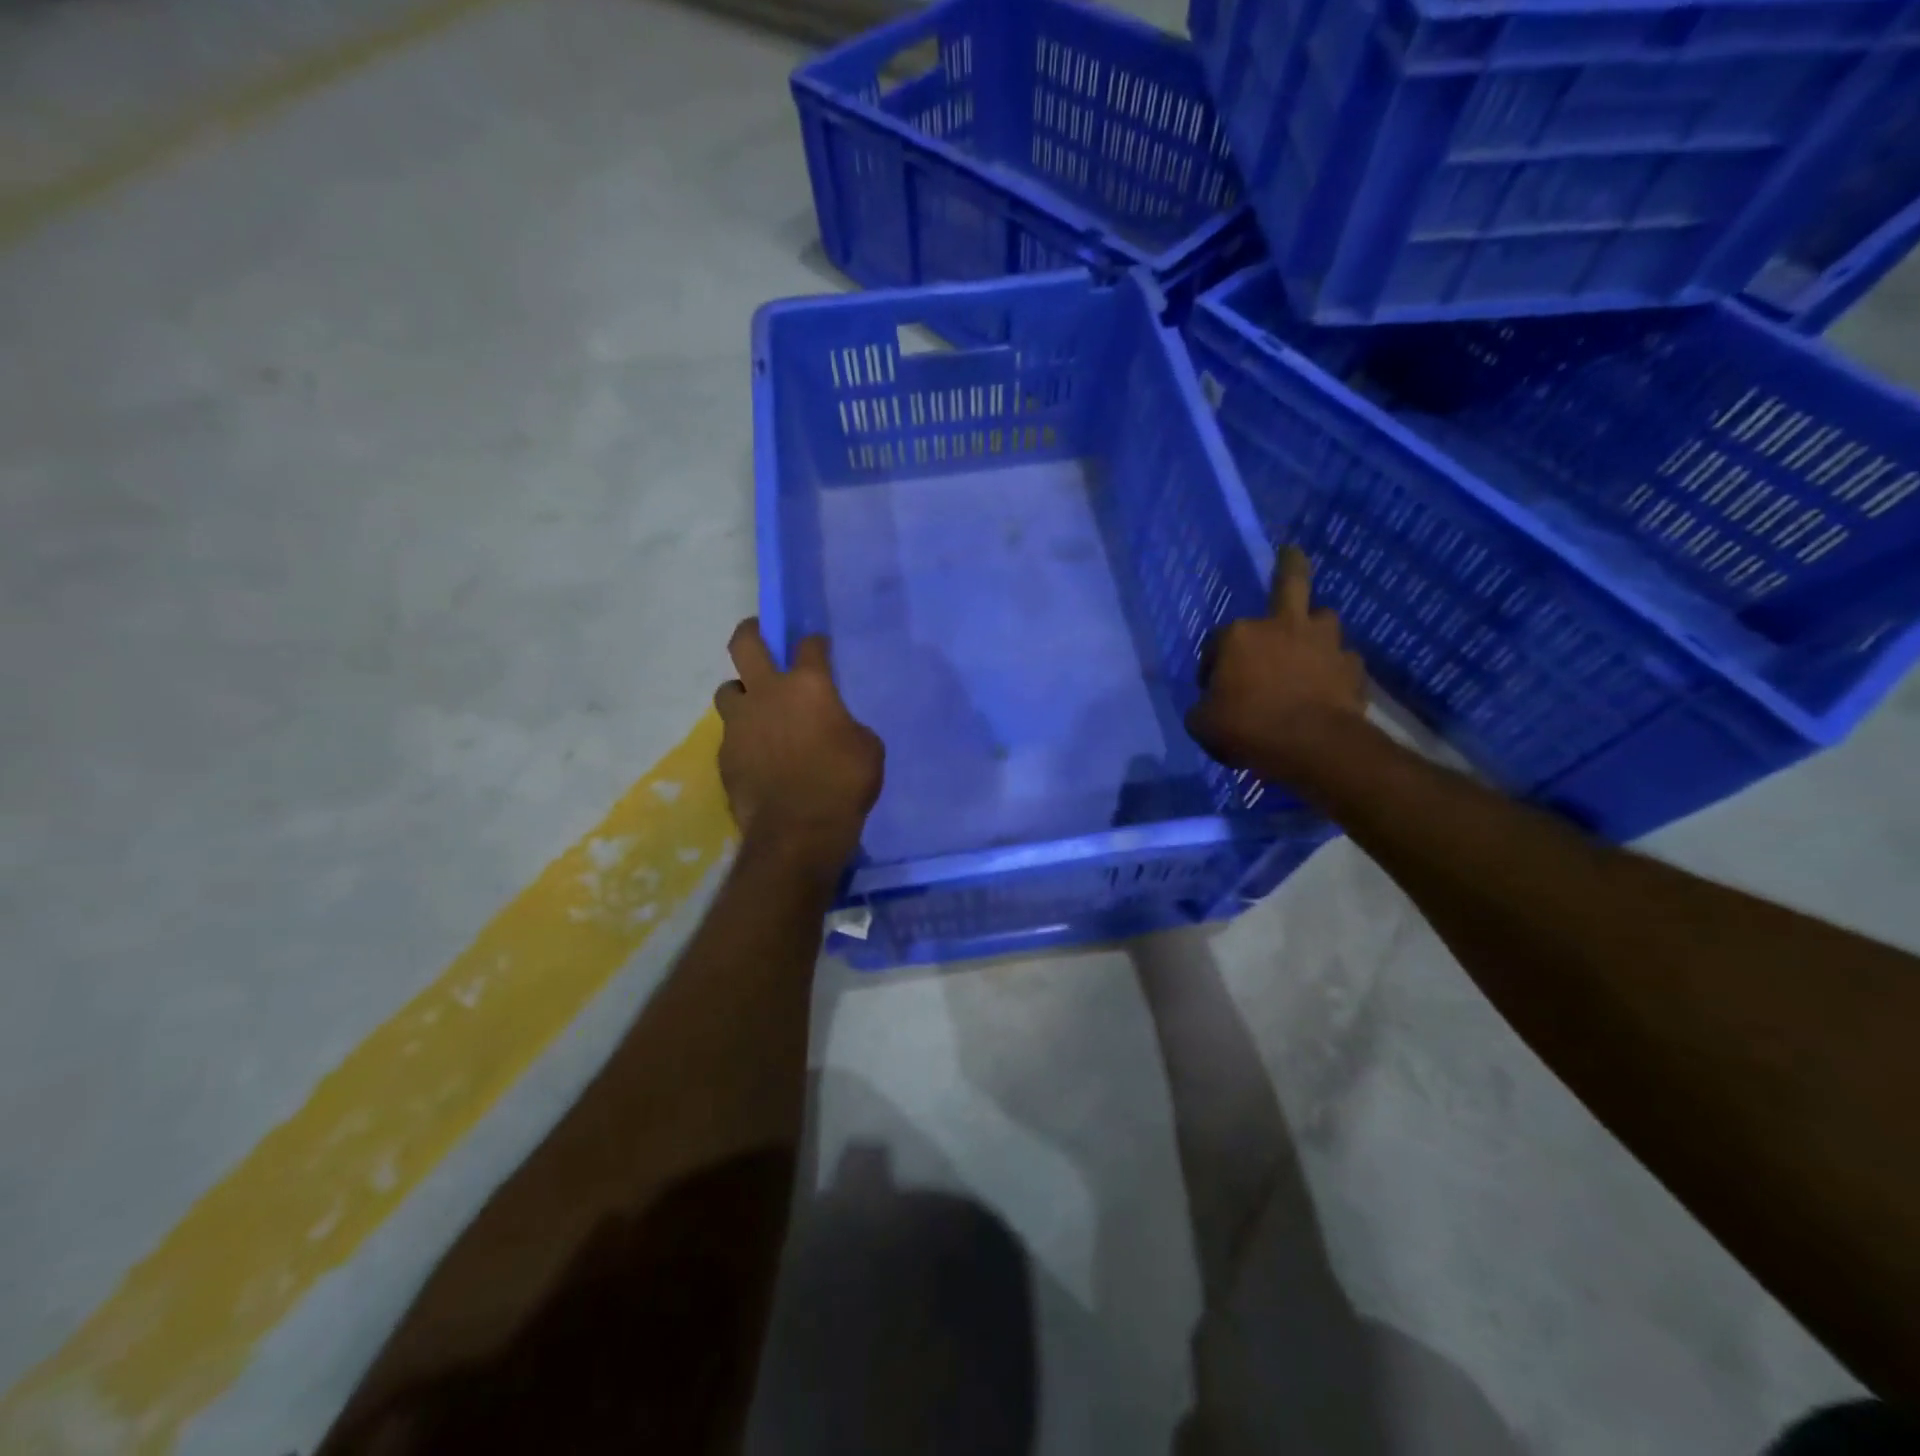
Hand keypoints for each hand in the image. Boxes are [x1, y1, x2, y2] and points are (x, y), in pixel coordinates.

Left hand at [714, 619, 883, 869]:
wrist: (798, 831)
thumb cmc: (844, 783)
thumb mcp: (867, 748)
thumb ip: (846, 726)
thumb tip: (834, 727)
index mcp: (808, 685)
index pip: (808, 646)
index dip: (814, 642)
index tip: (818, 646)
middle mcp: (767, 694)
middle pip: (745, 644)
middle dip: (751, 631)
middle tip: (758, 634)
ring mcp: (739, 723)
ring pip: (728, 689)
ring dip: (742, 693)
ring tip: (757, 709)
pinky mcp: (725, 754)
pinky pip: (731, 734)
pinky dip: (744, 737)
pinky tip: (759, 756)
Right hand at [1186, 547, 1367, 779]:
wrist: (1312, 746)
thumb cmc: (1247, 728)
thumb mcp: (1203, 724)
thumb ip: (1202, 709)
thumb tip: (1207, 707)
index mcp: (1240, 635)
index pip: (1218, 641)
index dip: (1212, 664)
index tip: (1212, 688)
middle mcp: (1284, 626)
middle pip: (1291, 583)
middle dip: (1290, 564)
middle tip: (1291, 552)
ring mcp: (1324, 643)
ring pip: (1323, 619)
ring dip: (1314, 629)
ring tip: (1308, 647)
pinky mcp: (1352, 668)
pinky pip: (1342, 661)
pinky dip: (1334, 670)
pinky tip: (1328, 686)